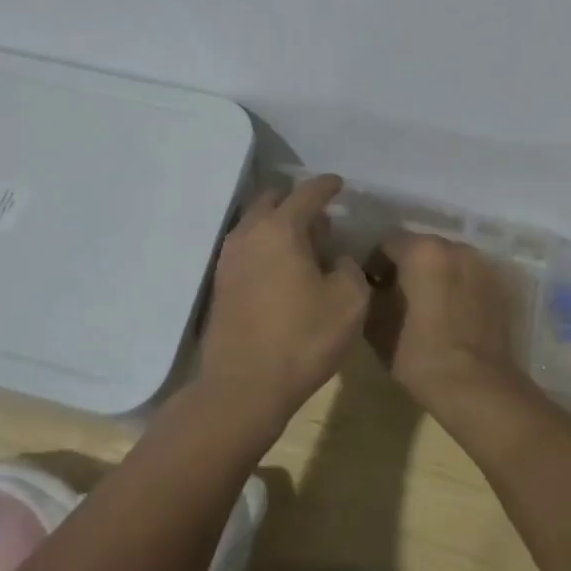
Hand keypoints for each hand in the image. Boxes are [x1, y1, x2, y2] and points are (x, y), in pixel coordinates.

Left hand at [197, 175, 371, 435]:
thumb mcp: (350, 301)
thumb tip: (337, 258)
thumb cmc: (303, 339)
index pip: (307, 192)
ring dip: (279, 223)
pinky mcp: (221, 283)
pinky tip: (282, 267)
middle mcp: (249, 233)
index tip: (339, 184)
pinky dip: (265, 244)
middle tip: (321, 217)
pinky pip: (246, 246)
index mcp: (281, 228)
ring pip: (255, 222)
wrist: (243, 387)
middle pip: (273, 199)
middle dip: (297, 201)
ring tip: (304, 243)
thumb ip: (350, 267)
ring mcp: (229, 257)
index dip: (327, 185)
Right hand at [365, 232, 526, 416]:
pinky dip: (456, 288)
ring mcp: (481, 265)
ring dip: (433, 276)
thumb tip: (369, 286)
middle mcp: (454, 247)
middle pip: (420, 249)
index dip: (374, 267)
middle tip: (395, 298)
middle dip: (406, 268)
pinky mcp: (499, 287)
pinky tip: (450, 315)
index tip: (370, 291)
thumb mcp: (376, 325)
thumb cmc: (419, 354)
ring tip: (425, 308)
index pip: (386, 246)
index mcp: (421, 250)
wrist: (477, 386)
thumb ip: (368, 295)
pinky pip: (468, 278)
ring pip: (447, 262)